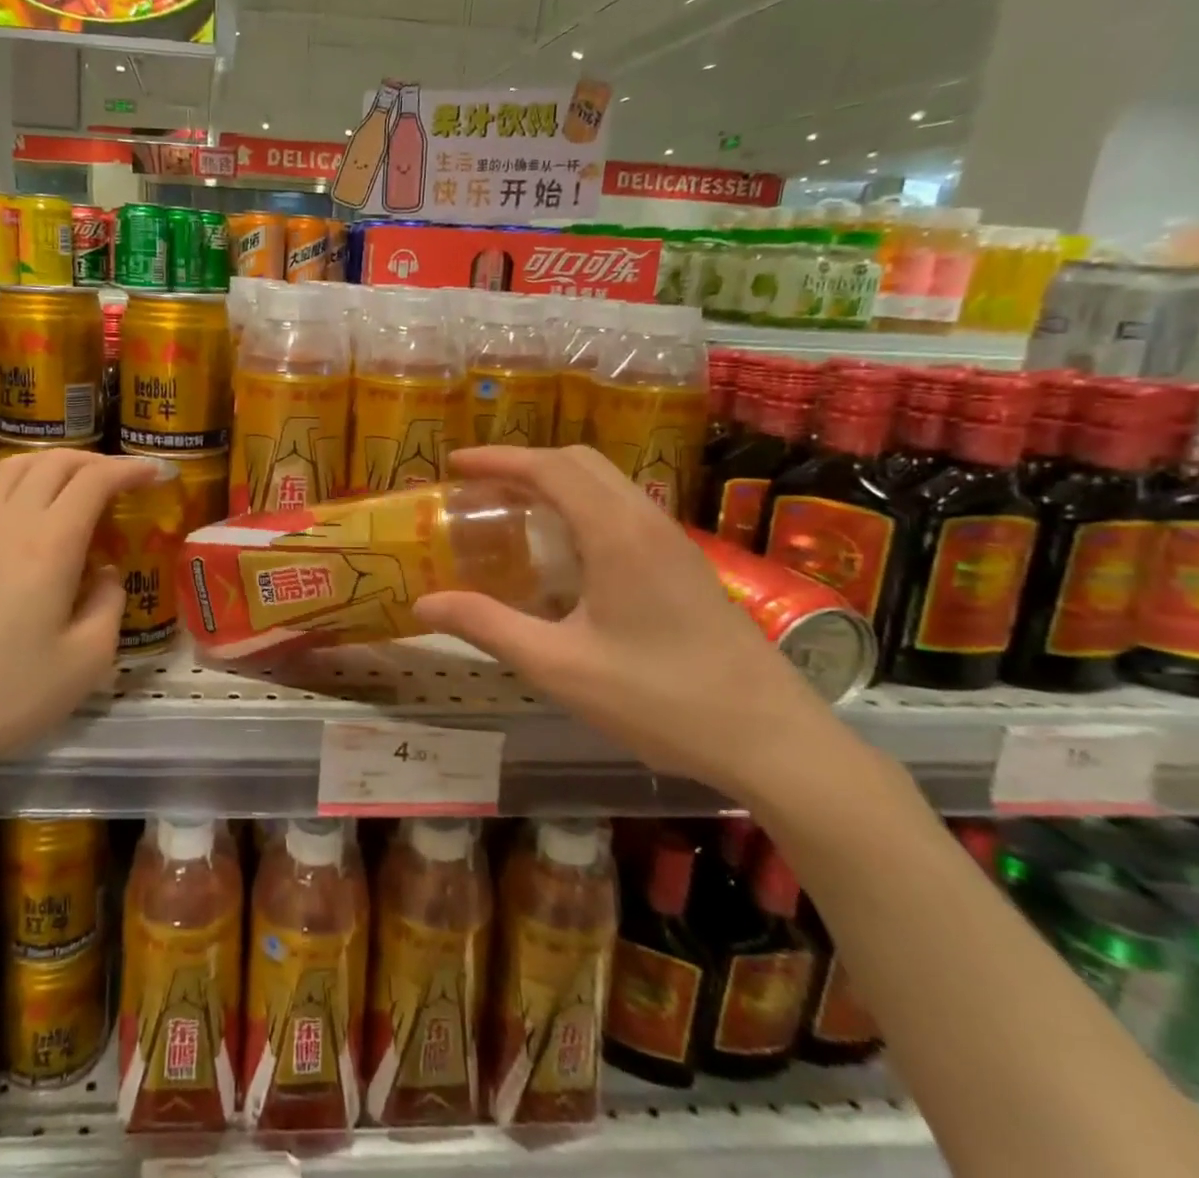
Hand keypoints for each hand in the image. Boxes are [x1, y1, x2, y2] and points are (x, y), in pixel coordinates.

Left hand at [0, 449, 162, 785]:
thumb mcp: (85, 662)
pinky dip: (23, 488)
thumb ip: (108, 606)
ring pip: (13, 470)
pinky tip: (32, 524)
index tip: (156, 471)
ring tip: (78, 484)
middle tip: (122, 477)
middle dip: (95, 459)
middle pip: (53, 462)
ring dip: (54, 464)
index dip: (128, 468)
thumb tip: (106, 575)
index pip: (94, 481)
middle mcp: (8, 525)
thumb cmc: (6, 695)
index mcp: (49, 545)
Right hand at [413, 445, 859, 806]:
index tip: (453, 463)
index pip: (549, 468)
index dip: (498, 458)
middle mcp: (646, 521)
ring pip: (606, 484)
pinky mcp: (684, 565)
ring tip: (511, 512)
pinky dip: (580, 506)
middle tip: (478, 487)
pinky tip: (562, 553)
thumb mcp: (559, 667)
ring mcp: (672, 541)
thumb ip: (488, 627)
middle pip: (580, 462)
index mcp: (616, 533)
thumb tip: (424, 604)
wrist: (773, 740)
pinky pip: (622, 510)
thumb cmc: (660, 699)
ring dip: (555, 482)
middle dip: (524, 462)